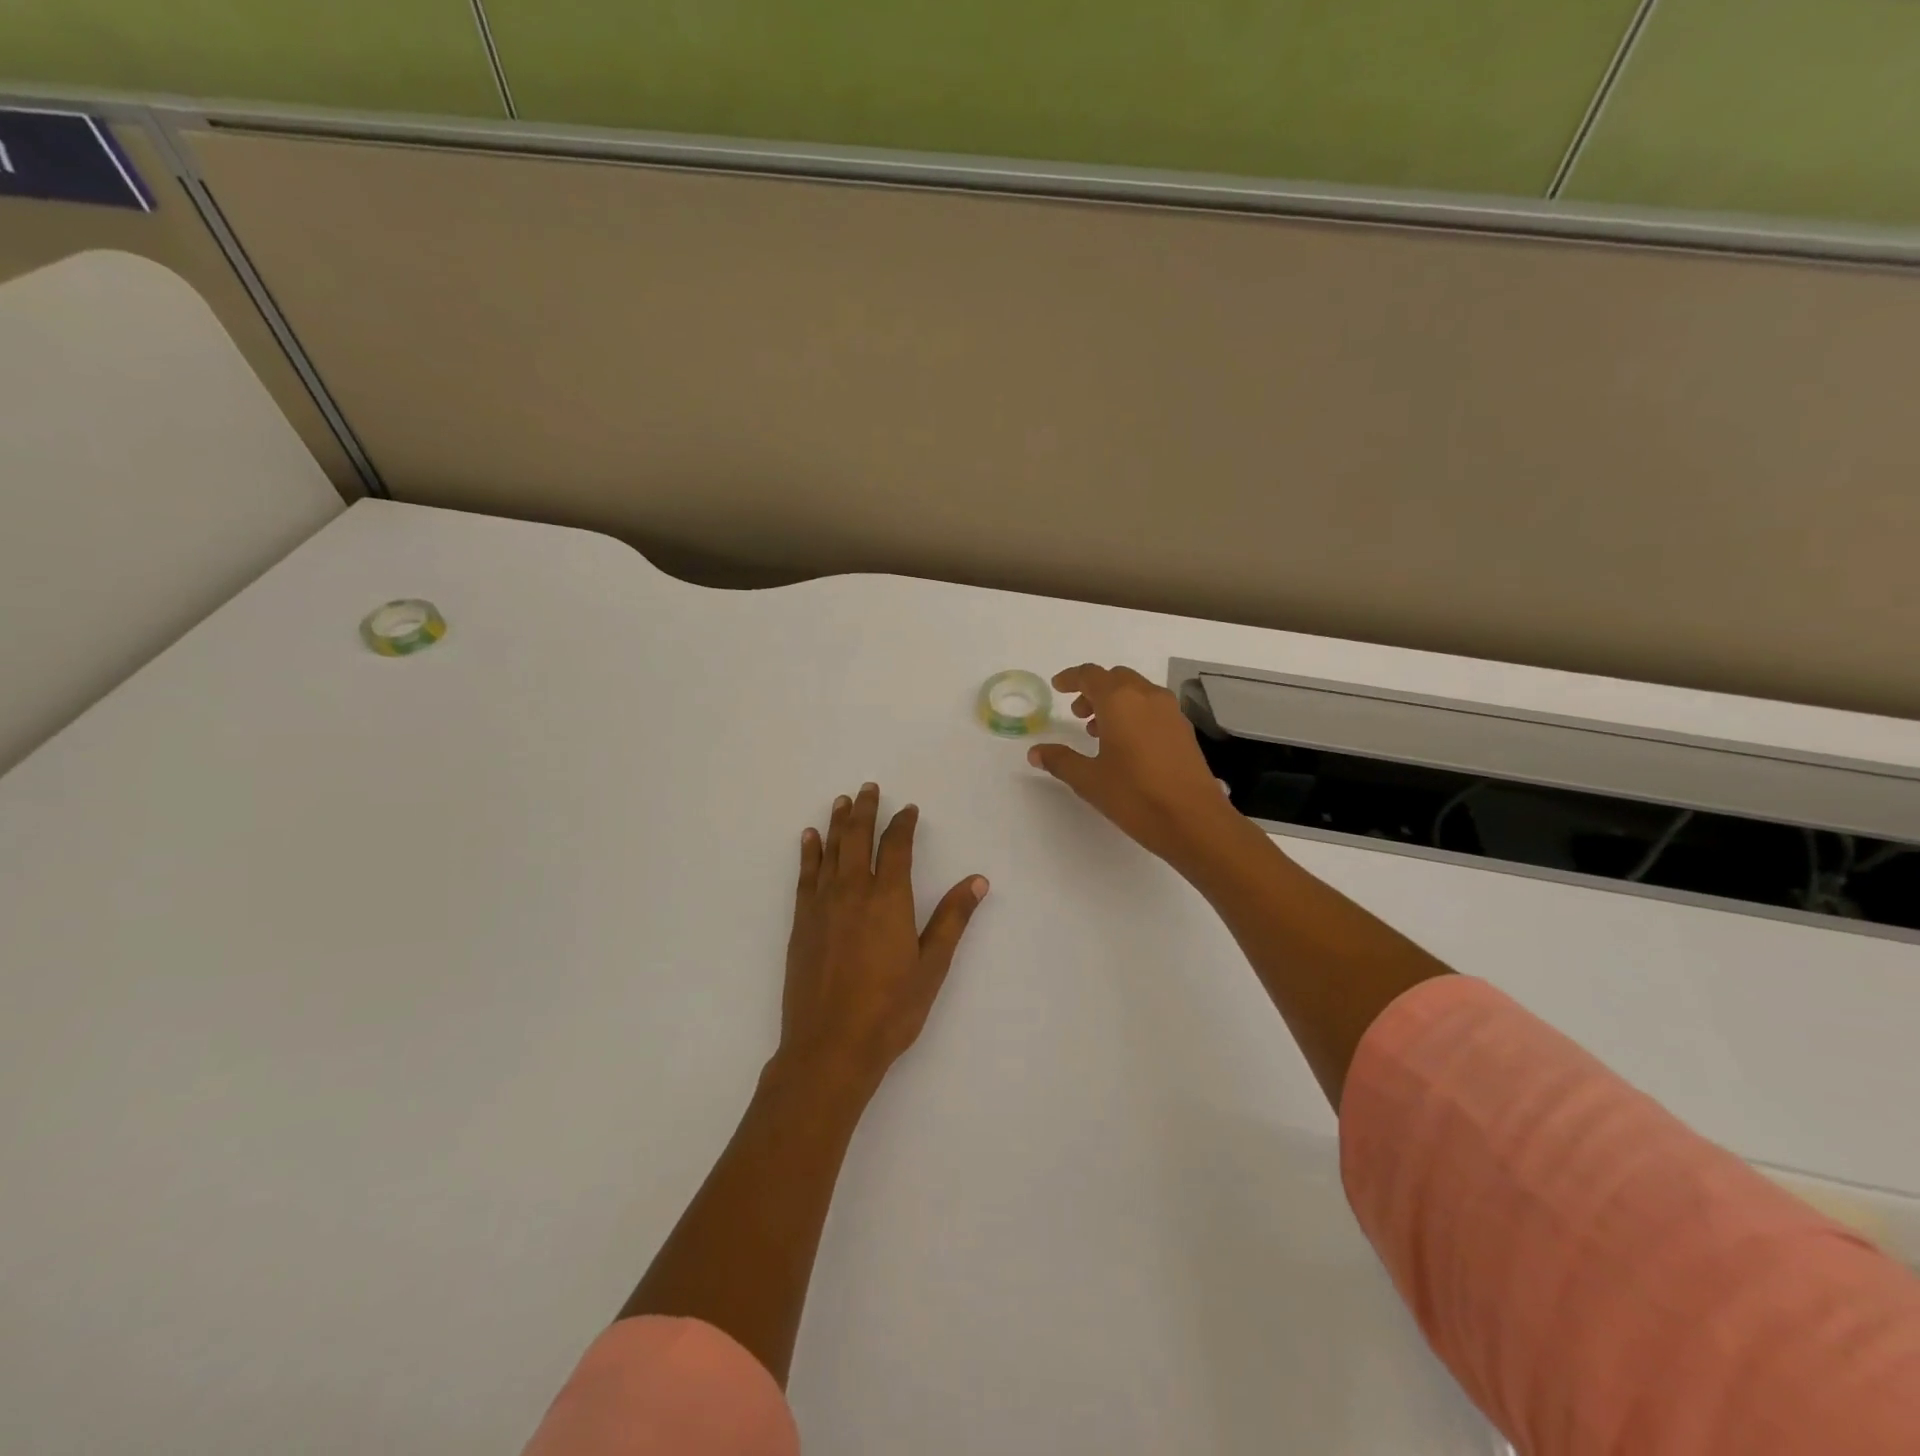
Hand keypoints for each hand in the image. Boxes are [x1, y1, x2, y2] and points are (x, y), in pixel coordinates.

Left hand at [777, 783, 988, 1093]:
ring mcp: (822, 906)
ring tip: (841, 801)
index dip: (903, 824)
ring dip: (837, 823)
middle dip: (865, 811)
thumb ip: (952, 919)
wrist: (829, 1046)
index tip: (908, 809)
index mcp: (889, 900)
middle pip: (858, 838)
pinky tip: (809, 839)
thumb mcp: (931, 967)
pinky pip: (805, 876)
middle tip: (868, 788)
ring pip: (830, 852)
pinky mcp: (801, 923)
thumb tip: (978, 880)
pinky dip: (808, 853)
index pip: (896, 848)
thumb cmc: (889, 1010)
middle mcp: (853, 892)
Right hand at [1027, 664, 1244, 869]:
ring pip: (1137, 692)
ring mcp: (1170, 712)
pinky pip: (1153, 708)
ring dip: (1115, 702)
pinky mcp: (1184, 730)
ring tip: (1098, 731)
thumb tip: (1036, 751)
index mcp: (1119, 701)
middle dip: (1094, 690)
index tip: (1058, 686)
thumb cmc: (1134, 795)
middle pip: (1116, 678)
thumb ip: (1060, 760)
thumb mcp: (1088, 780)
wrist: (1194, 820)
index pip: (1090, 675)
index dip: (1071, 678)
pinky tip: (1127, 744)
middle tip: (1078, 713)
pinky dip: (1134, 713)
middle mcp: (1147, 697)